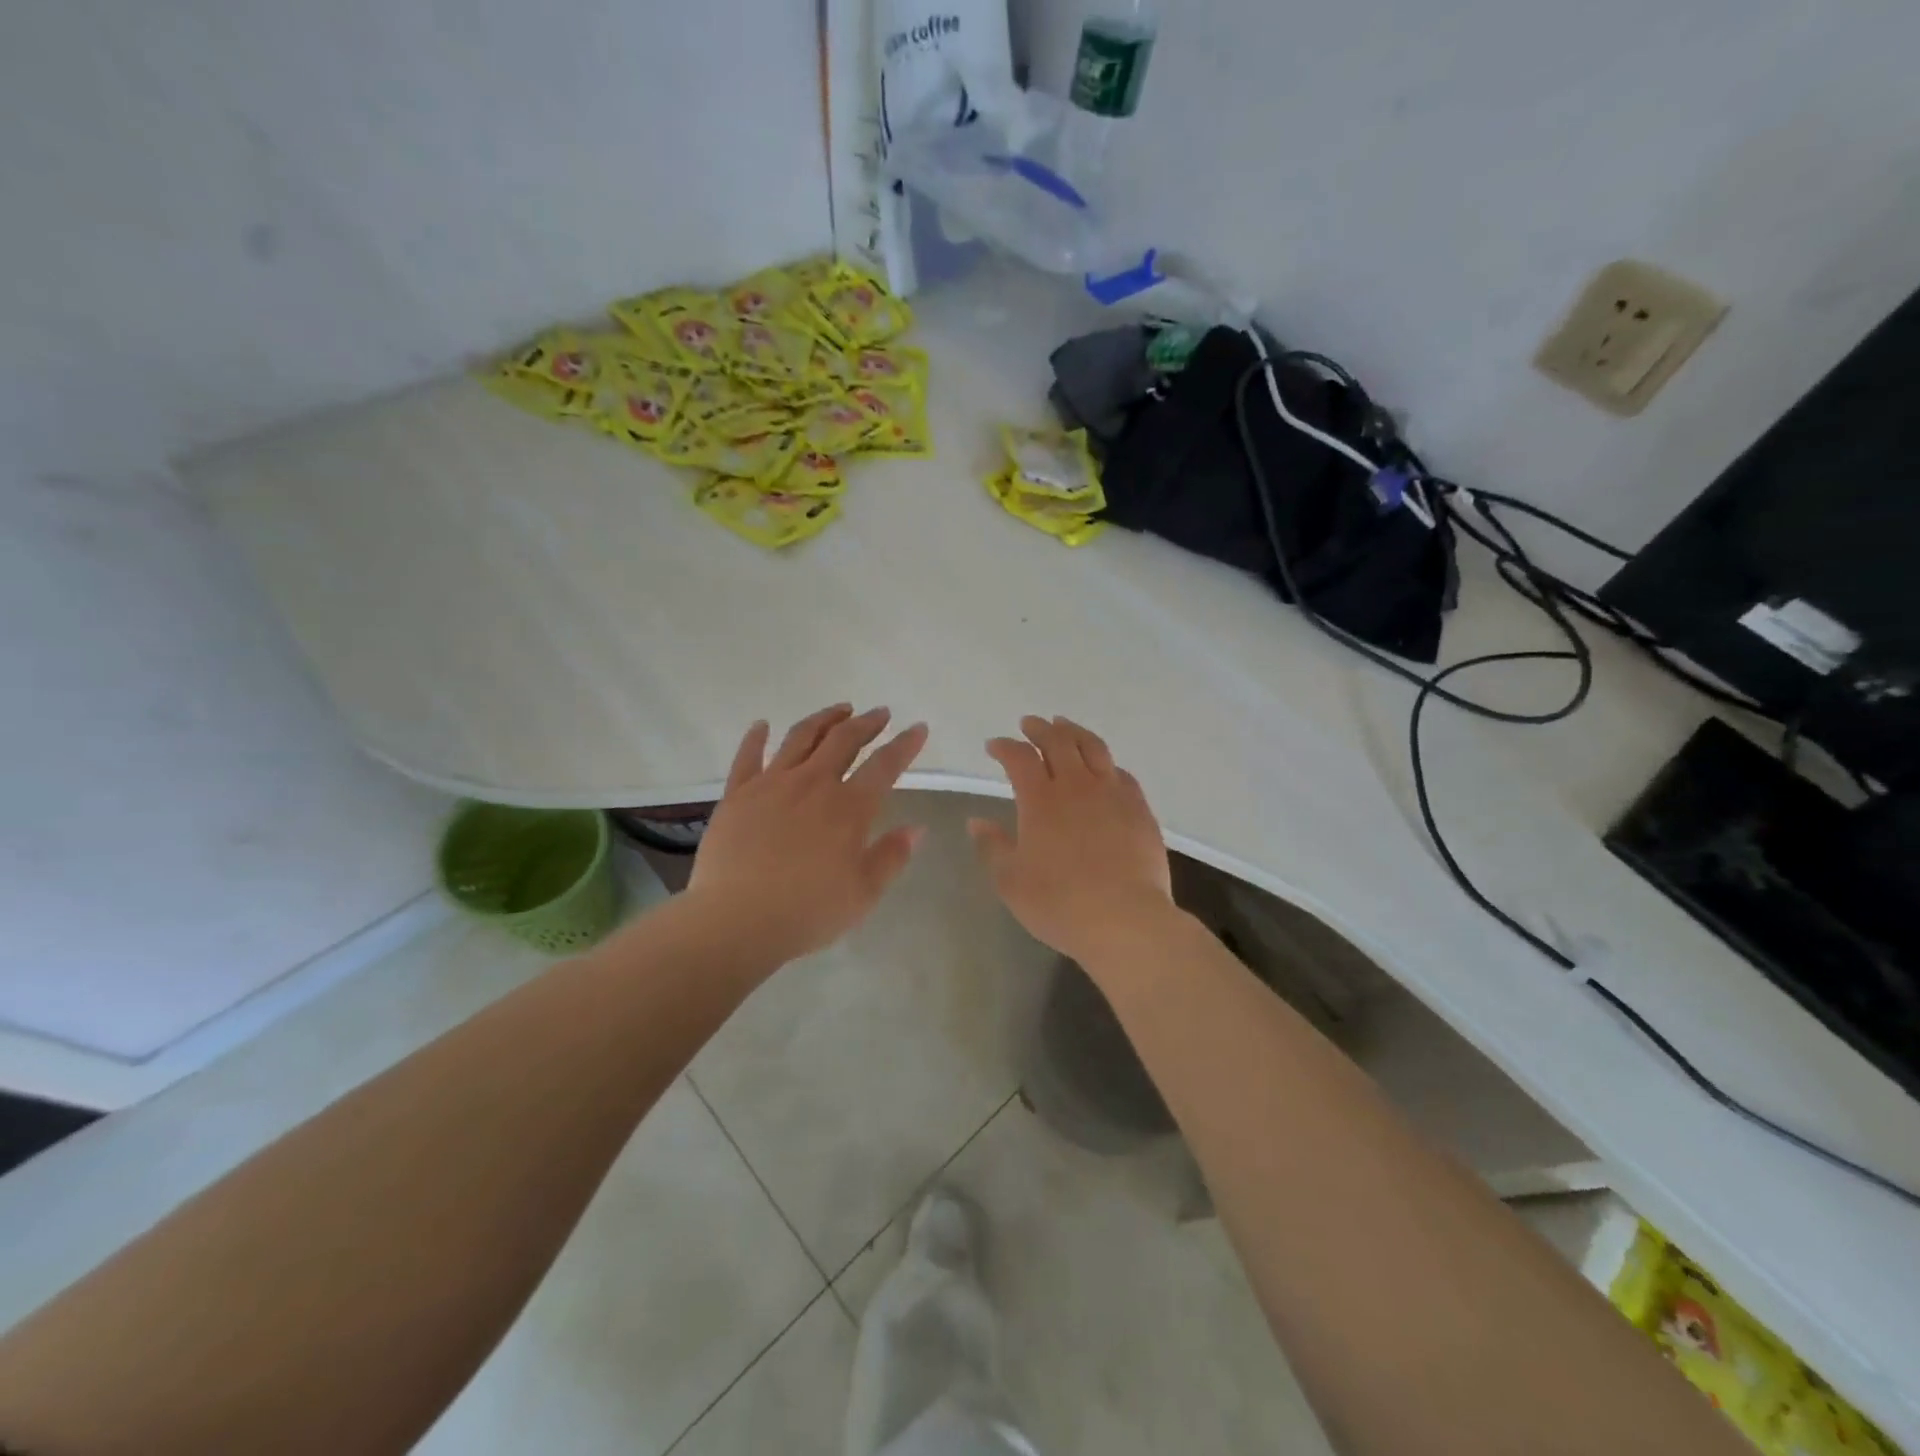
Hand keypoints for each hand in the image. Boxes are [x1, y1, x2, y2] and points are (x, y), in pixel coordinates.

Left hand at [688, 705, 928, 965]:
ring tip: (840, 710)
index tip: (918, 728)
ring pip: (801, 737)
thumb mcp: (863, 893)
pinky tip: (762, 725)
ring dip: (824, 719)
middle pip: (844, 740)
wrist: (736, 920)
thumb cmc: (807, 911)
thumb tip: (916, 828)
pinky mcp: (737, 794)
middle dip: (867, 722)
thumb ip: (891, 856)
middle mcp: (813, 783)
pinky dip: (757, 737)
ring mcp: (771, 784)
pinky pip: (748, 756)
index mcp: (849, 807)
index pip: (885, 765)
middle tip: (880, 713)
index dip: (905, 744)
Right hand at [968, 716, 1175, 964]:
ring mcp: (1112, 793)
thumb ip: (993, 846)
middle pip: (1057, 742)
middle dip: (1039, 729)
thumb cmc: (1059, 904)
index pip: (1019, 758)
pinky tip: (1104, 767)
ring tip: (1064, 725)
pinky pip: (1121, 773)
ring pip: (1093, 748)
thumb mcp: (1011, 881)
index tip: (994, 746)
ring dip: (1074, 732)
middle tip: (1029, 724)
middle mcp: (1076, 786)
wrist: (1125, 919)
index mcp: (1040, 800)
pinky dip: (1106, 763)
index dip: (1004, 747)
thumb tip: (977, 821)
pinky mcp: (1139, 808)